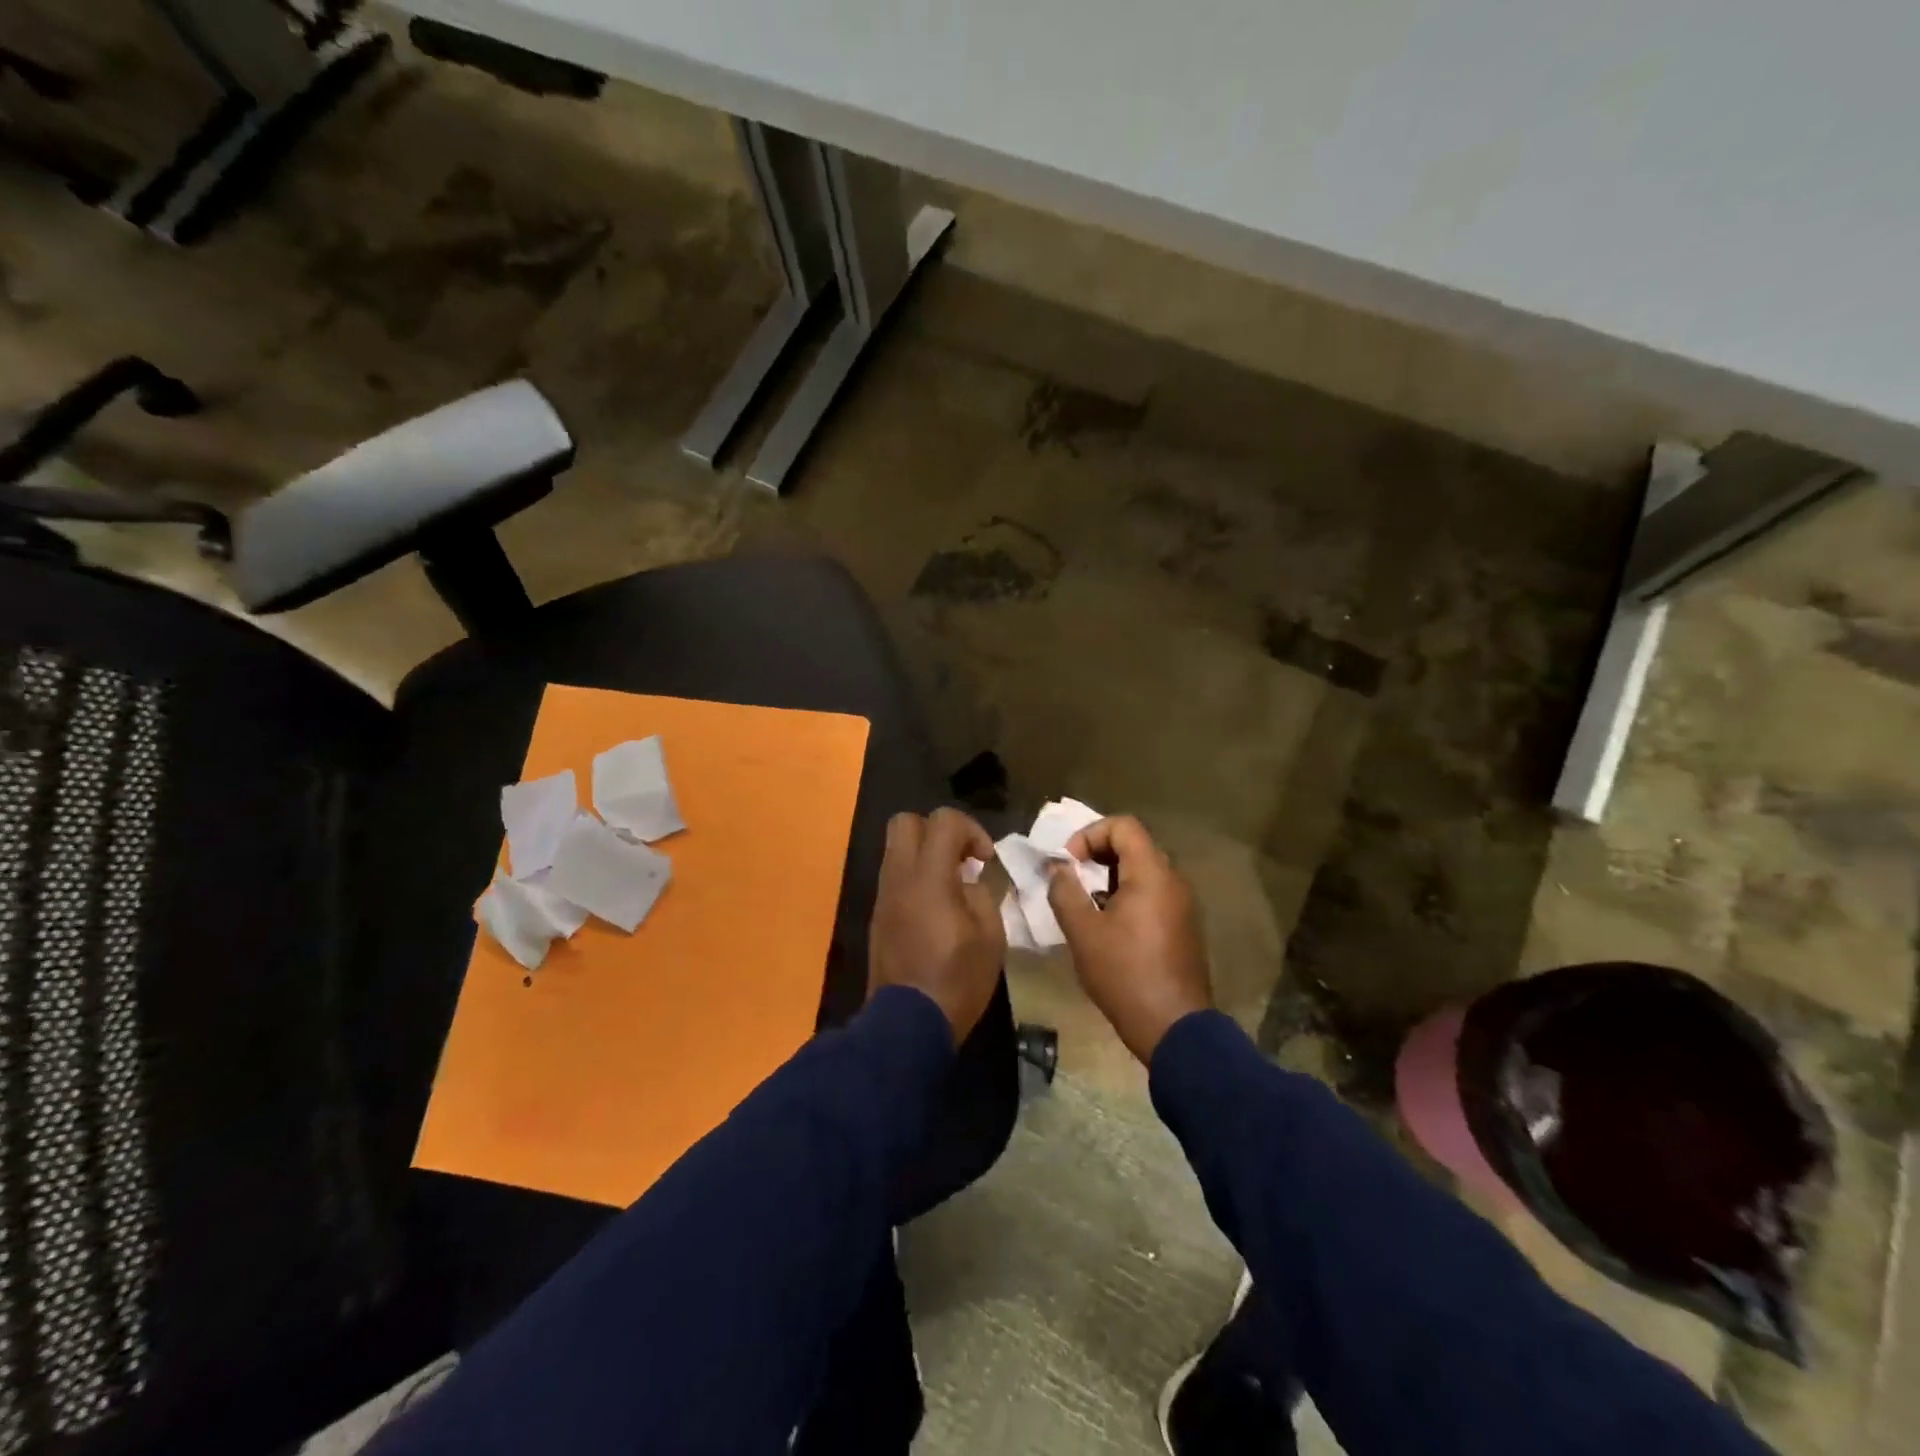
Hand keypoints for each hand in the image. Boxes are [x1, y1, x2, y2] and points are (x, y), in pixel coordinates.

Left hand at [868, 808, 1005, 1040]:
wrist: (908, 1024)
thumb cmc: (957, 979)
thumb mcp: (990, 937)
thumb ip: (982, 896)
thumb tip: (970, 882)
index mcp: (929, 877)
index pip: (943, 820)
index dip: (971, 829)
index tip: (985, 859)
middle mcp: (899, 877)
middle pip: (905, 822)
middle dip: (937, 830)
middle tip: (961, 859)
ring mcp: (883, 896)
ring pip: (896, 849)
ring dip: (924, 854)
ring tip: (951, 885)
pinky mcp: (878, 915)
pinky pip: (894, 876)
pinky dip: (915, 877)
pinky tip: (935, 908)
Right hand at [1046, 815, 1211, 1062]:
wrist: (1173, 1027)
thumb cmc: (1124, 974)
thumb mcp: (1083, 932)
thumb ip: (1065, 891)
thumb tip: (1057, 867)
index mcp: (1151, 874)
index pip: (1123, 826)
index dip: (1089, 834)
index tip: (1069, 863)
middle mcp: (1173, 880)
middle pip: (1134, 845)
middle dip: (1097, 856)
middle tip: (1072, 881)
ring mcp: (1183, 904)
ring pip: (1143, 871)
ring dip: (1110, 878)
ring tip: (1086, 906)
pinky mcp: (1183, 926)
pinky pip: (1153, 893)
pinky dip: (1127, 896)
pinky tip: (1109, 927)